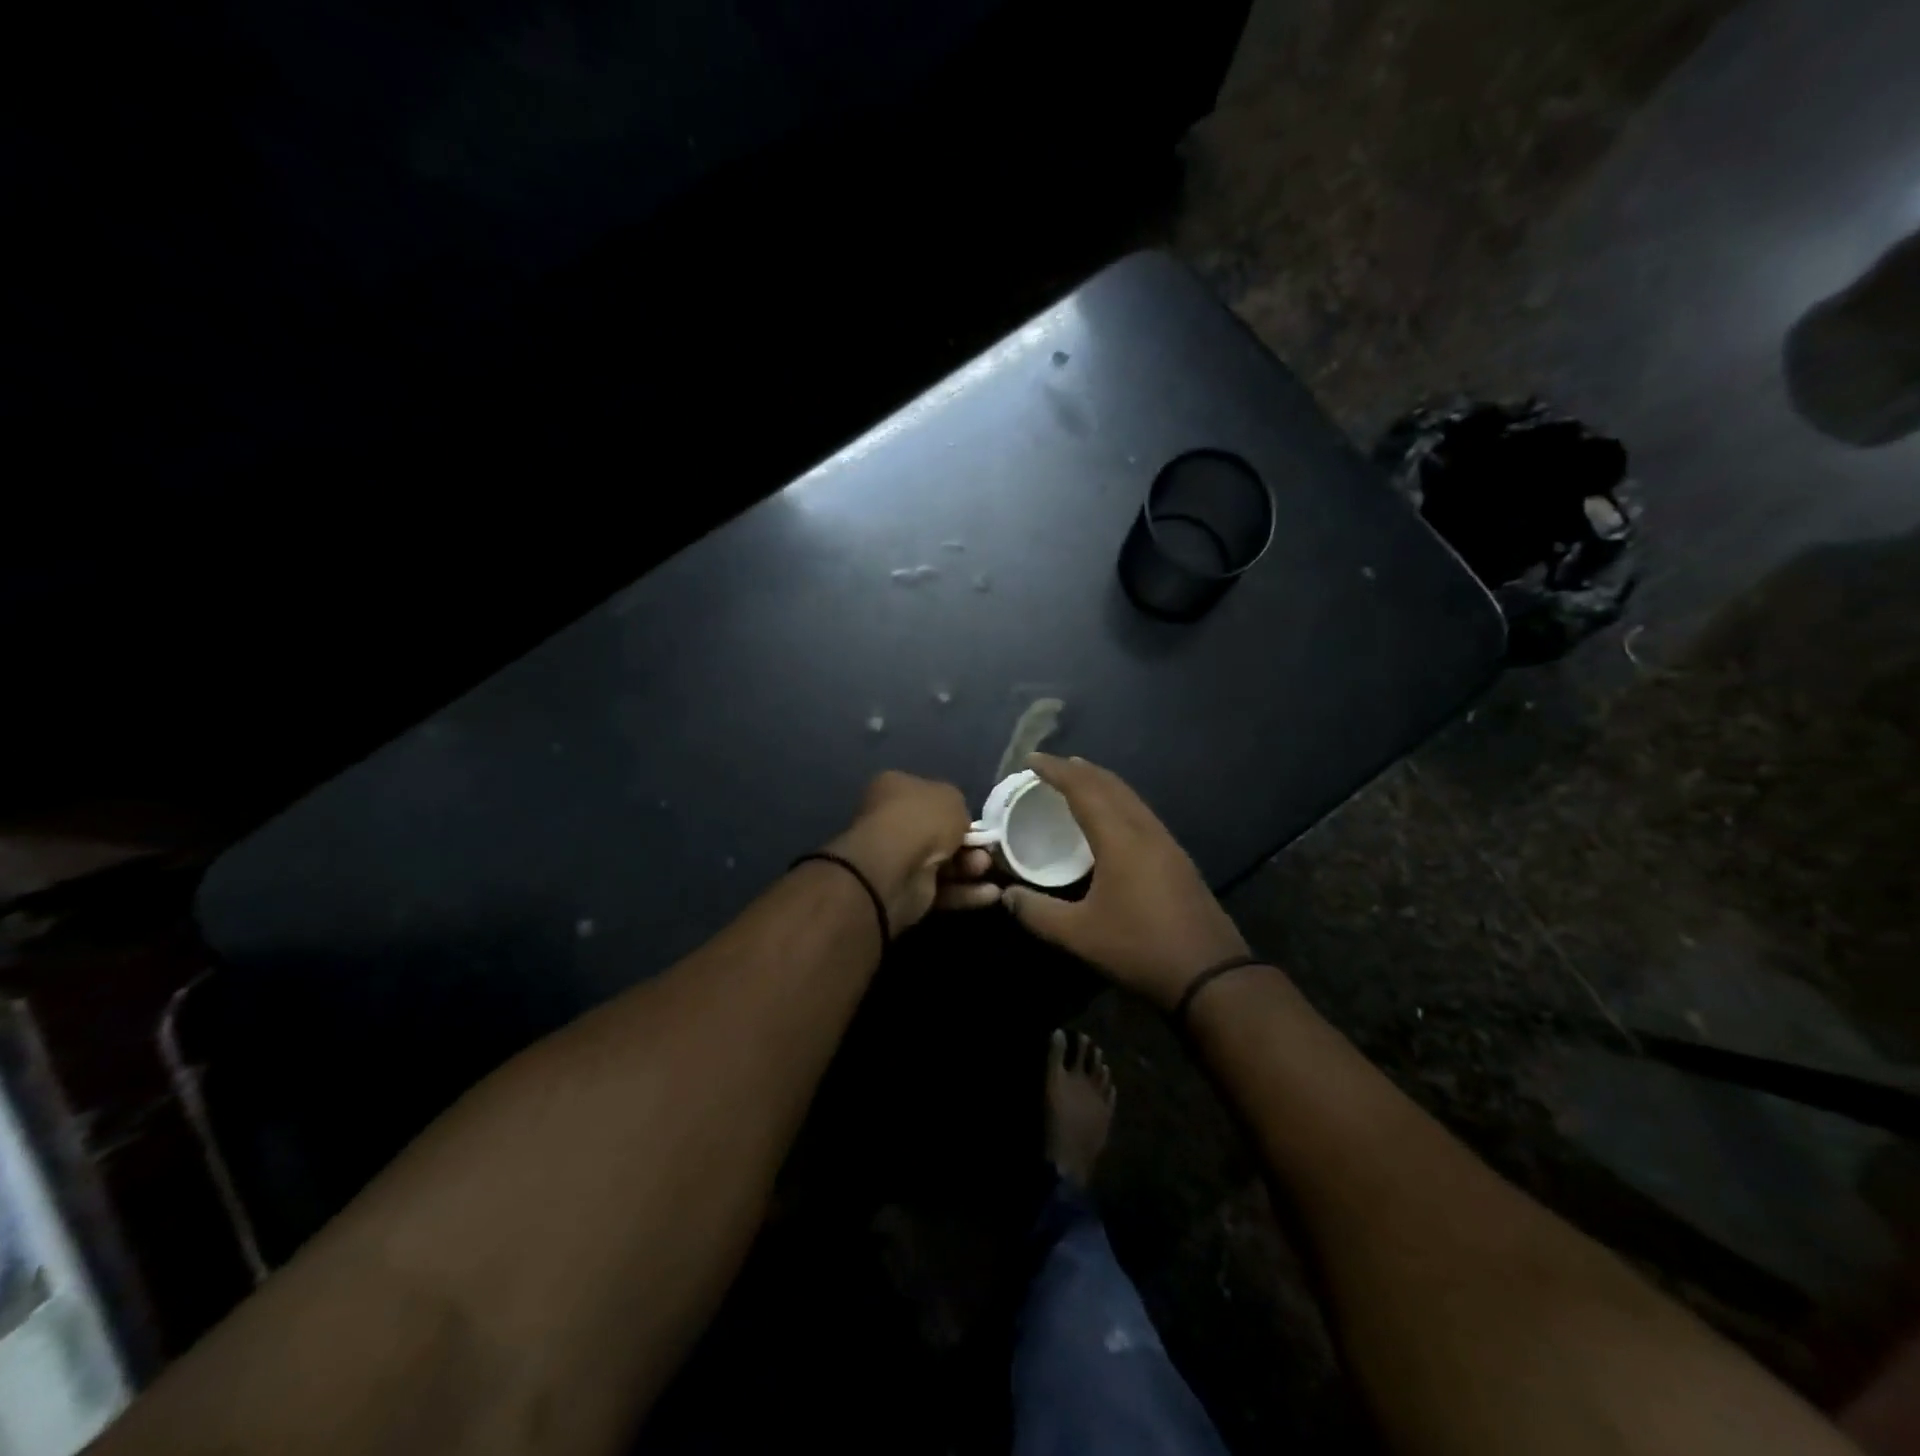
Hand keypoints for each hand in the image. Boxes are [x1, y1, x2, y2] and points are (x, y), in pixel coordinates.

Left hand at [825, 771, 1001, 935]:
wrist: (897, 867)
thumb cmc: (922, 820)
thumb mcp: (952, 798)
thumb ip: (958, 808)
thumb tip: (958, 823)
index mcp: (894, 789)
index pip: (927, 795)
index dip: (953, 808)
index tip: (974, 820)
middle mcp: (891, 821)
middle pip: (936, 832)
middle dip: (966, 843)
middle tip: (987, 849)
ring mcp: (897, 858)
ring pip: (942, 862)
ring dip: (969, 867)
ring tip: (986, 868)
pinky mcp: (906, 891)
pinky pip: (941, 889)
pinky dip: (965, 892)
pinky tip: (990, 894)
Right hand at [1001, 755, 1249, 1008]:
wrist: (1209, 974)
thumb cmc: (1139, 948)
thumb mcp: (1079, 935)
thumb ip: (1037, 913)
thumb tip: (1006, 896)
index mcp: (1120, 839)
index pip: (1084, 790)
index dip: (1056, 771)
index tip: (1031, 760)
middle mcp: (1145, 830)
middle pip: (1111, 785)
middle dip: (1079, 770)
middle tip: (1051, 766)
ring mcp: (1166, 843)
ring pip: (1130, 798)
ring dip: (1102, 784)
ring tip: (1078, 782)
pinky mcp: (1177, 859)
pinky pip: (1140, 813)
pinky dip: (1118, 802)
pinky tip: (1110, 819)